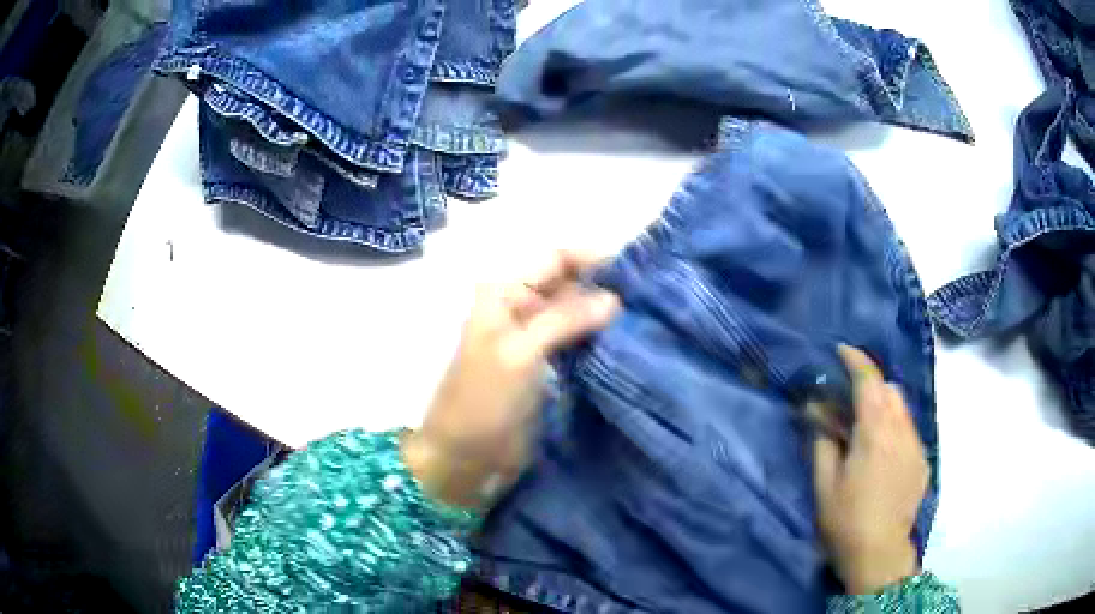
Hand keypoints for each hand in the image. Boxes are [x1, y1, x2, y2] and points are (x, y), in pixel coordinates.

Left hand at [403, 251, 619, 509]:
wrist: (465, 455)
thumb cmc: (482, 399)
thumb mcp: (519, 353)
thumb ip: (564, 319)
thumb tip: (614, 298)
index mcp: (504, 293)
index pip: (555, 259)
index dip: (592, 259)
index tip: (635, 271)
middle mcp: (520, 307)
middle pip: (568, 283)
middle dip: (603, 287)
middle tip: (648, 299)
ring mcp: (534, 338)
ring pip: (576, 313)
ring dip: (604, 315)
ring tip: (644, 320)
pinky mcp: (546, 365)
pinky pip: (577, 342)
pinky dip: (598, 339)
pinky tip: (625, 344)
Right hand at [812, 346, 928, 594]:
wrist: (880, 554)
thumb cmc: (846, 521)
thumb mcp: (825, 485)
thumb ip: (823, 443)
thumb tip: (819, 414)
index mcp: (875, 432)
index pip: (869, 380)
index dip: (856, 360)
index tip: (842, 350)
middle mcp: (901, 431)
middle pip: (890, 389)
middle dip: (871, 385)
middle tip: (850, 402)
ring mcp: (916, 446)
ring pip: (903, 409)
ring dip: (884, 407)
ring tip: (866, 430)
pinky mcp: (922, 462)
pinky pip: (909, 432)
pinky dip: (895, 429)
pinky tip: (882, 456)